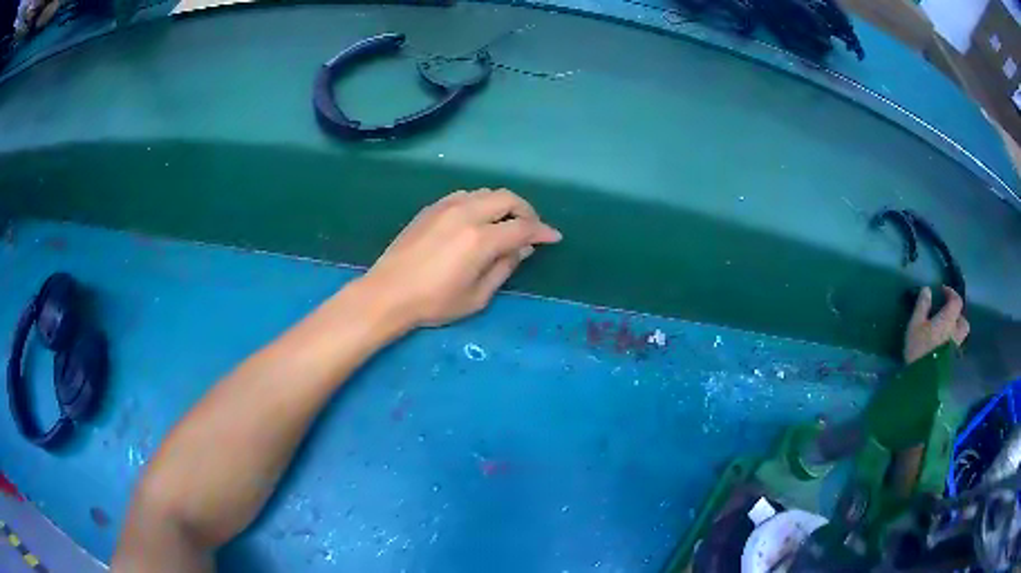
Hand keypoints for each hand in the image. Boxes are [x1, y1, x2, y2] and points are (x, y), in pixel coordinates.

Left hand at [357, 189, 561, 330]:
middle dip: (526, 211)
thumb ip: (504, 268)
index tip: (554, 237)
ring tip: (505, 224)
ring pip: (486, 193)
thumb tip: (522, 248)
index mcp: (481, 239)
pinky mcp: (431, 208)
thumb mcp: (477, 296)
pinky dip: (480, 203)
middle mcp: (467, 214)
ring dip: (503, 205)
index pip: (523, 227)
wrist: (388, 293)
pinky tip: (477, 219)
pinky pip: (465, 195)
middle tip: (531, 229)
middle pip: (508, 198)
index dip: (543, 231)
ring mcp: (447, 207)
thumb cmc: (434, 303)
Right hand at [904, 286, 968, 363]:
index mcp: (949, 320)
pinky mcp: (952, 364)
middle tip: (947, 316)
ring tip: (945, 334)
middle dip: (957, 316)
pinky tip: (943, 349)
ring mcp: (956, 350)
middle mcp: (956, 333)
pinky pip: (956, 349)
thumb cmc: (918, 350)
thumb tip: (927, 289)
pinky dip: (952, 345)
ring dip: (956, 331)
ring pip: (961, 337)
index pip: (956, 300)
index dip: (951, 293)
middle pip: (963, 321)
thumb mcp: (915, 325)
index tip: (942, 291)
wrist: (921, 383)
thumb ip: (922, 306)